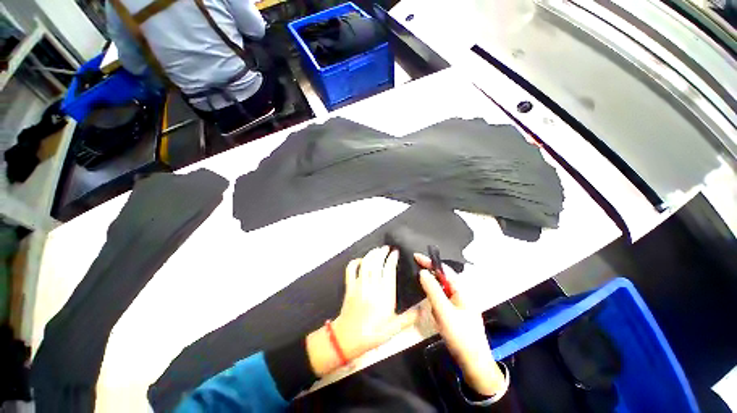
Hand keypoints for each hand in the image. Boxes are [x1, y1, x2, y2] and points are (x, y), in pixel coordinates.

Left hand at [307, 246, 418, 375]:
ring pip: (365, 263)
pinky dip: (355, 262)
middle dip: (382, 252)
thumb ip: (409, 318)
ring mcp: (359, 284)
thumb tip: (423, 309)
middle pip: (377, 262)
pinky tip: (360, 260)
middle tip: (386, 248)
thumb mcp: (394, 328)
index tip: (395, 252)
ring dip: (371, 254)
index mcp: (385, 294)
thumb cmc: (373, 333)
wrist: (348, 338)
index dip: (392, 259)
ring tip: (377, 250)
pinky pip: (351, 269)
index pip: (389, 270)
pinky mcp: (350, 286)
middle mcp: (372, 285)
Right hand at [415, 253, 505, 395]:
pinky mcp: (456, 313)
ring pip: (442, 289)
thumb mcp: (444, 311)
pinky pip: (443, 300)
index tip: (415, 256)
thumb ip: (433, 290)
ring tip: (420, 285)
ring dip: (432, 287)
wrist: (473, 363)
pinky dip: (435, 299)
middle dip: (430, 273)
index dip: (430, 262)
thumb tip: (422, 272)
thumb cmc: (460, 335)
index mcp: (461, 290)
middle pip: (443, 277)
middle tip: (415, 270)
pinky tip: (431, 306)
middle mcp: (461, 294)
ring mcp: (459, 304)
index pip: (444, 270)